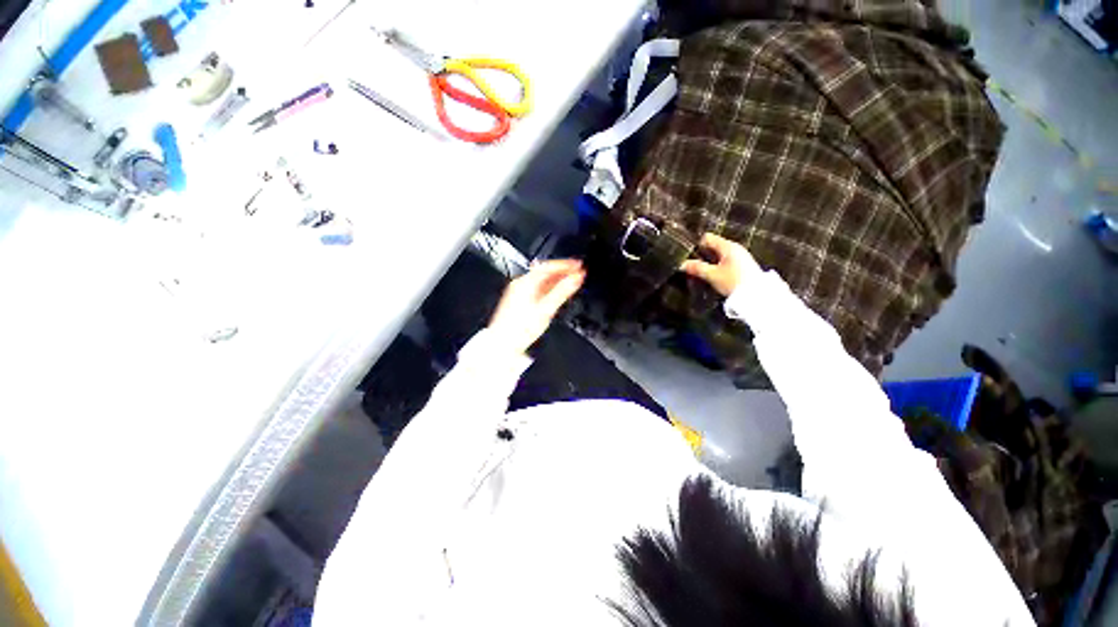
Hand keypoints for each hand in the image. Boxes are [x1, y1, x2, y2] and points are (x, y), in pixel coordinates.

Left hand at [488, 260, 585, 354]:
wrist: (503, 344)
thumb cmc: (519, 330)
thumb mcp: (546, 309)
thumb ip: (562, 292)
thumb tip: (575, 279)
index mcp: (525, 283)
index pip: (548, 266)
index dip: (565, 264)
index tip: (578, 265)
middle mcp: (520, 284)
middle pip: (545, 272)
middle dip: (562, 271)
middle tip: (577, 271)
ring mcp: (519, 292)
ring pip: (541, 281)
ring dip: (557, 280)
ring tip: (571, 281)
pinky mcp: (519, 300)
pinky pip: (537, 288)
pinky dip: (549, 288)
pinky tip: (557, 292)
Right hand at [680, 233, 758, 296]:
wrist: (757, 295)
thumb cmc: (734, 282)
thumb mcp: (712, 275)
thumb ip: (697, 268)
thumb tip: (681, 264)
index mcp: (727, 246)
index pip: (707, 238)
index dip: (696, 245)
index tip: (687, 255)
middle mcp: (734, 248)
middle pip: (713, 246)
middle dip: (701, 255)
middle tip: (689, 264)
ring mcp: (740, 257)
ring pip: (719, 255)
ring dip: (709, 262)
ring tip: (699, 271)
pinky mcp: (743, 266)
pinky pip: (725, 261)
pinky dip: (717, 266)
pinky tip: (712, 275)